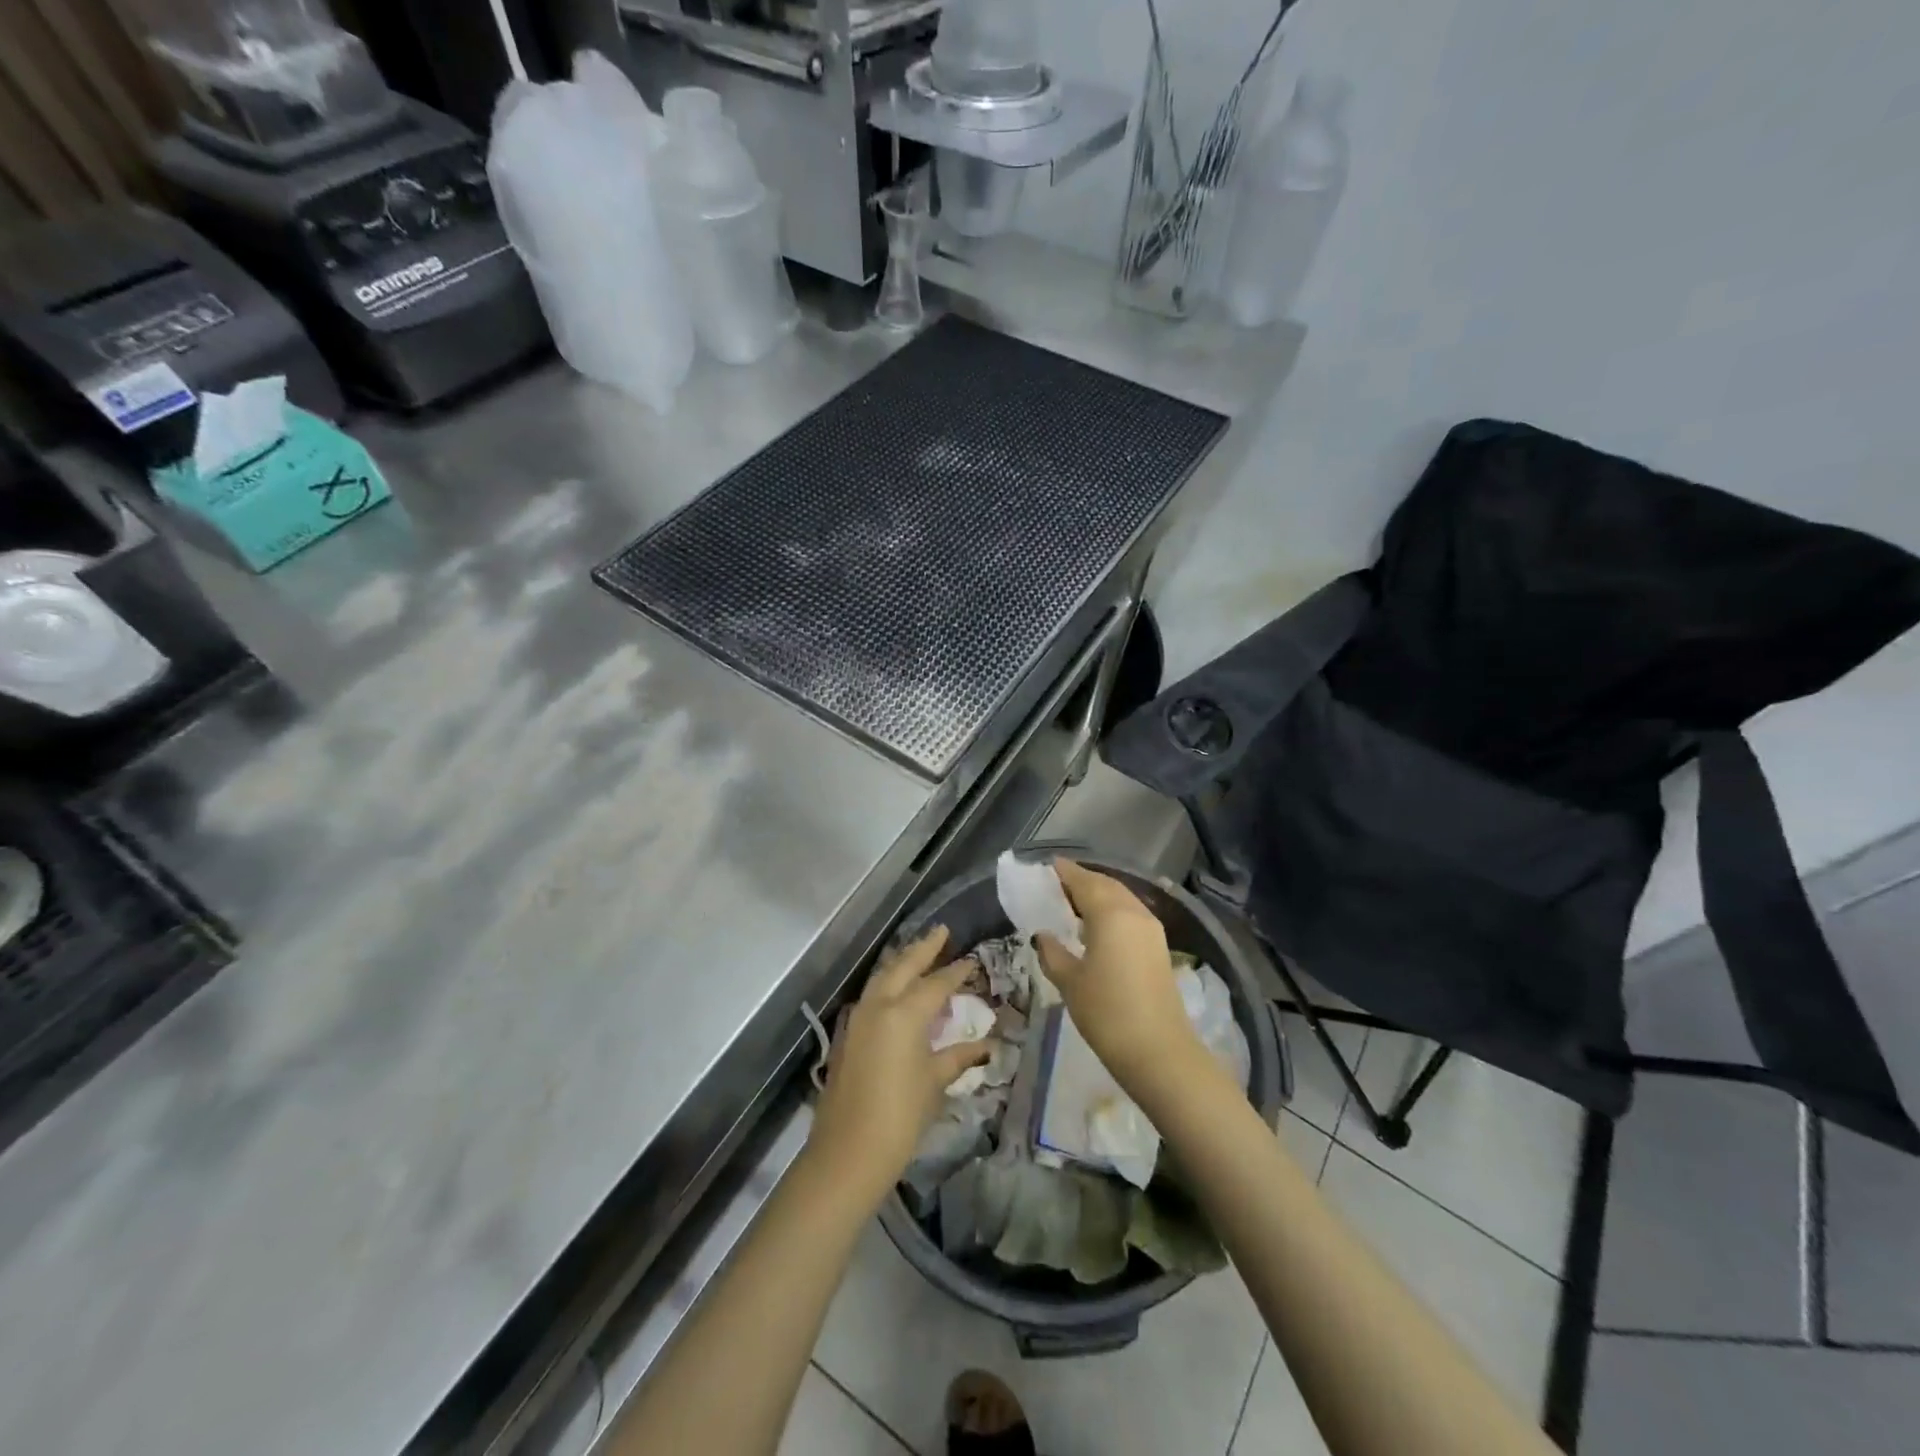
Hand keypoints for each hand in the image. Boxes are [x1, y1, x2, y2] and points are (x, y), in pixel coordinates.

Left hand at [806, 926, 991, 1204]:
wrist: (848, 1152)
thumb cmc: (900, 1116)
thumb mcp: (935, 1082)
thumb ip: (958, 1056)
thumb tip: (985, 1045)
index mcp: (904, 1013)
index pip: (936, 983)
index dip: (956, 972)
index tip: (972, 960)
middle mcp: (879, 1005)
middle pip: (903, 966)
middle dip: (923, 948)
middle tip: (941, 931)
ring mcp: (858, 1017)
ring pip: (883, 977)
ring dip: (902, 962)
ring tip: (920, 953)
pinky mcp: (848, 1033)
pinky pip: (872, 995)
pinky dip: (888, 983)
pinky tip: (897, 989)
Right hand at [1037, 860, 1207, 1095]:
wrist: (1158, 1051)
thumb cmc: (1106, 1012)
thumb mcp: (1069, 982)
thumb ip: (1052, 952)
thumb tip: (1043, 935)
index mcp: (1110, 913)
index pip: (1083, 881)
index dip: (1064, 872)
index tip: (1046, 867)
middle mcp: (1134, 912)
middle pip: (1105, 884)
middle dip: (1081, 880)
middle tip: (1055, 884)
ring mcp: (1151, 928)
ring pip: (1121, 898)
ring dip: (1098, 894)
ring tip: (1072, 902)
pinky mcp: (1158, 946)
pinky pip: (1130, 913)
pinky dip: (1111, 909)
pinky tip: (1096, 925)